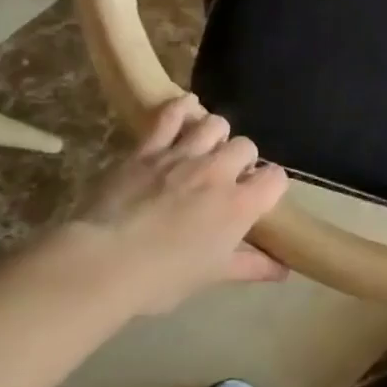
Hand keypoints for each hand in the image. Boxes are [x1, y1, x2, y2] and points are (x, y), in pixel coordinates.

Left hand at [39, 94, 288, 315]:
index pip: (276, 177)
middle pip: (246, 146)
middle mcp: (219, 171)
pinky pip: (173, 113)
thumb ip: (250, 266)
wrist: (103, 262)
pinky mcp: (149, 147)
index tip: (258, 198)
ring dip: (215, 135)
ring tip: (205, 150)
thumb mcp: (211, 276)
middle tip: (225, 179)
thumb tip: (283, 271)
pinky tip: (185, 112)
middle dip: (241, 160)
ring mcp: (184, 154)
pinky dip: (183, 108)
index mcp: (240, 205)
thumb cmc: (162, 278)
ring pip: (216, 123)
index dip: (270, 186)